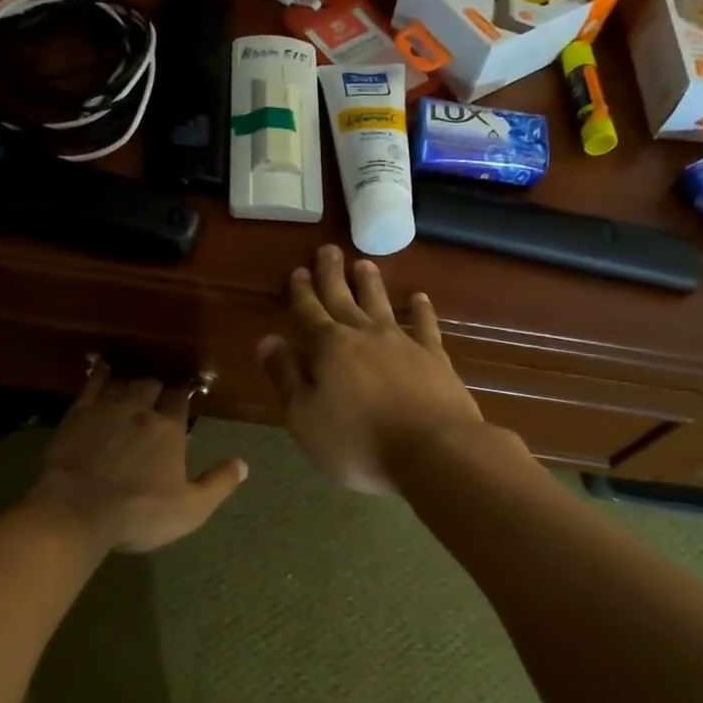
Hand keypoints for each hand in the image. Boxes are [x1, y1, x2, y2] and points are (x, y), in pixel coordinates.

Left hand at [30, 360, 248, 552]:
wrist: (76, 511)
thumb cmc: (139, 513)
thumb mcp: (190, 509)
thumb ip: (218, 484)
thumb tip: (243, 464)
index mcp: (169, 428)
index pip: (181, 399)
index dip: (184, 394)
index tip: (186, 394)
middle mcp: (140, 409)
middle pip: (152, 385)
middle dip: (157, 388)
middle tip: (158, 397)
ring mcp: (106, 408)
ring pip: (124, 382)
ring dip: (131, 382)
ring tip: (134, 386)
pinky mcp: (77, 414)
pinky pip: (92, 384)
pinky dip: (101, 375)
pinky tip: (103, 370)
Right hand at [258, 246, 485, 492]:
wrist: (433, 451)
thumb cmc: (358, 442)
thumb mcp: (304, 417)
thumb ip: (286, 377)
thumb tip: (267, 341)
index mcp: (329, 348)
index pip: (309, 313)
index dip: (302, 293)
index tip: (298, 271)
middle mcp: (364, 335)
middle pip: (343, 298)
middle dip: (332, 275)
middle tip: (328, 251)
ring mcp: (402, 342)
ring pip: (381, 304)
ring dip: (370, 284)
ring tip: (364, 263)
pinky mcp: (434, 357)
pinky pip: (424, 325)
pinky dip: (420, 310)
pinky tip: (419, 298)